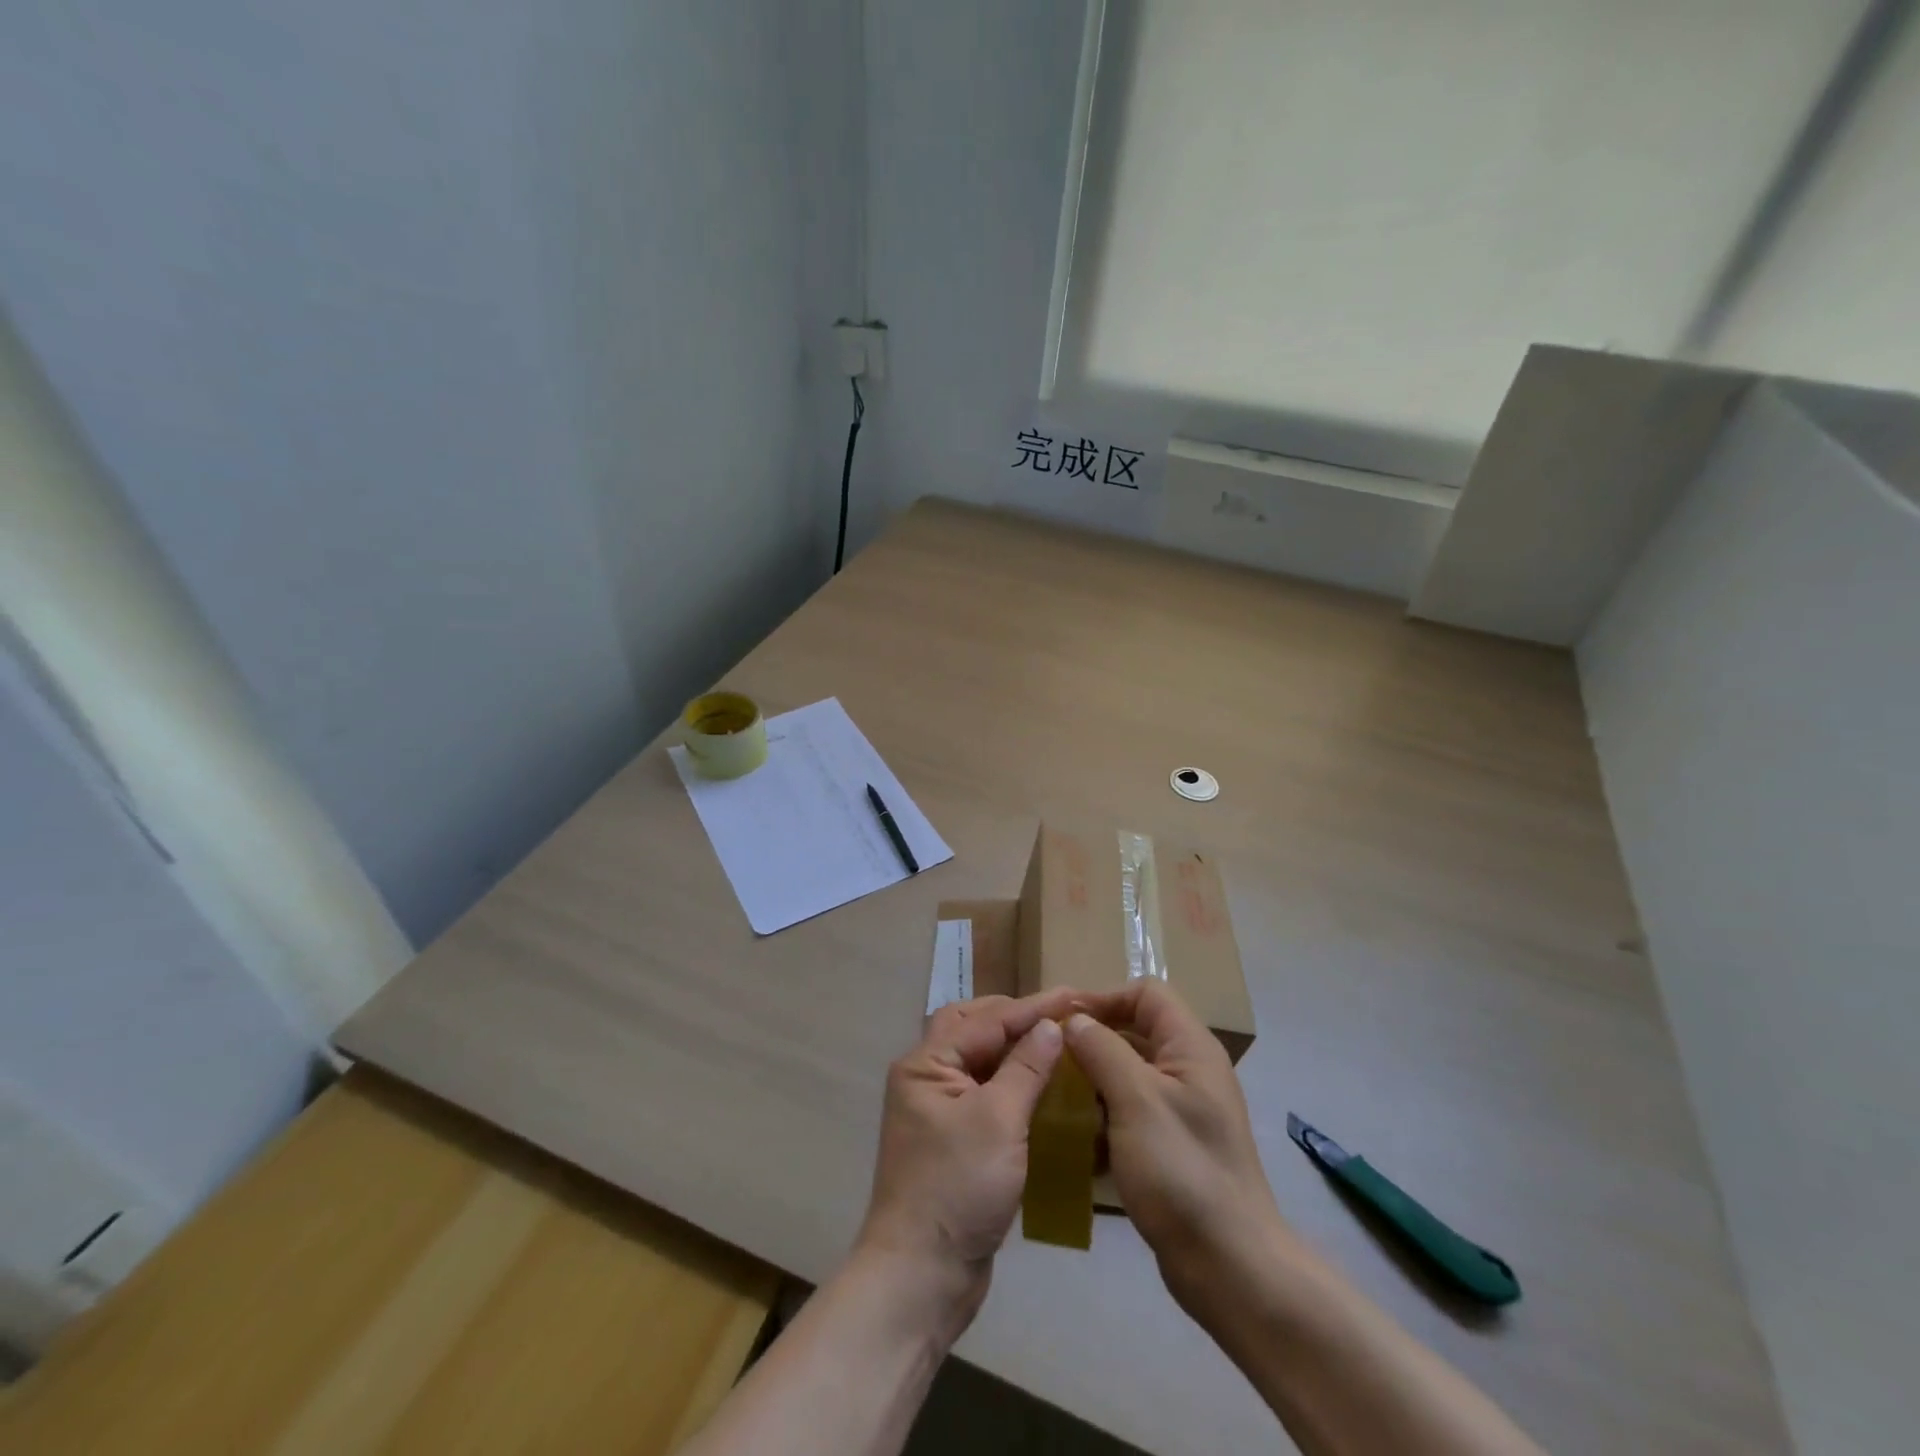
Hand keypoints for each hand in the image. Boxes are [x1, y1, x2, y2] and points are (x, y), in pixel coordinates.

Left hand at [854, 990, 1073, 1333]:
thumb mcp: (998, 1121)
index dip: (1031, 1007)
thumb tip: (1050, 1025)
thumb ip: (1025, 1068)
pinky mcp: (951, 1140)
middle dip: (1013, 1016)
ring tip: (1051, 1040)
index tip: (1073, 995)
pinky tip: (1039, 1086)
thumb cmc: (957, 1188)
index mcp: (926, 1064)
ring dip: (1011, 1047)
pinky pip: (983, 1093)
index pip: (986, 1020)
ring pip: (977, 1060)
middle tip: (1056, 1013)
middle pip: (972, 1028)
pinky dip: (1009, 1081)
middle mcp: (925, 1078)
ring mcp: (936, 1110)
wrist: (921, 1275)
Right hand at [1066, 981, 1284, 1299]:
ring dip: (1093, 1079)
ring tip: (1052, 1094)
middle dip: (1092, 1039)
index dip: (1104, 998)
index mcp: (1191, 1048)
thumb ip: (1102, 1050)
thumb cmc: (1182, 1172)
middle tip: (1047, 1055)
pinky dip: (1103, 1115)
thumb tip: (1073, 1020)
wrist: (1230, 1268)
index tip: (1061, 1020)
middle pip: (1135, 1030)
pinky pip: (1130, 1111)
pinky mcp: (1172, 1146)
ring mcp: (1183, 1110)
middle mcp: (1190, 1070)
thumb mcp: (1136, 1101)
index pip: (1146, 994)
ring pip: (1129, 1073)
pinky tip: (1074, 1136)